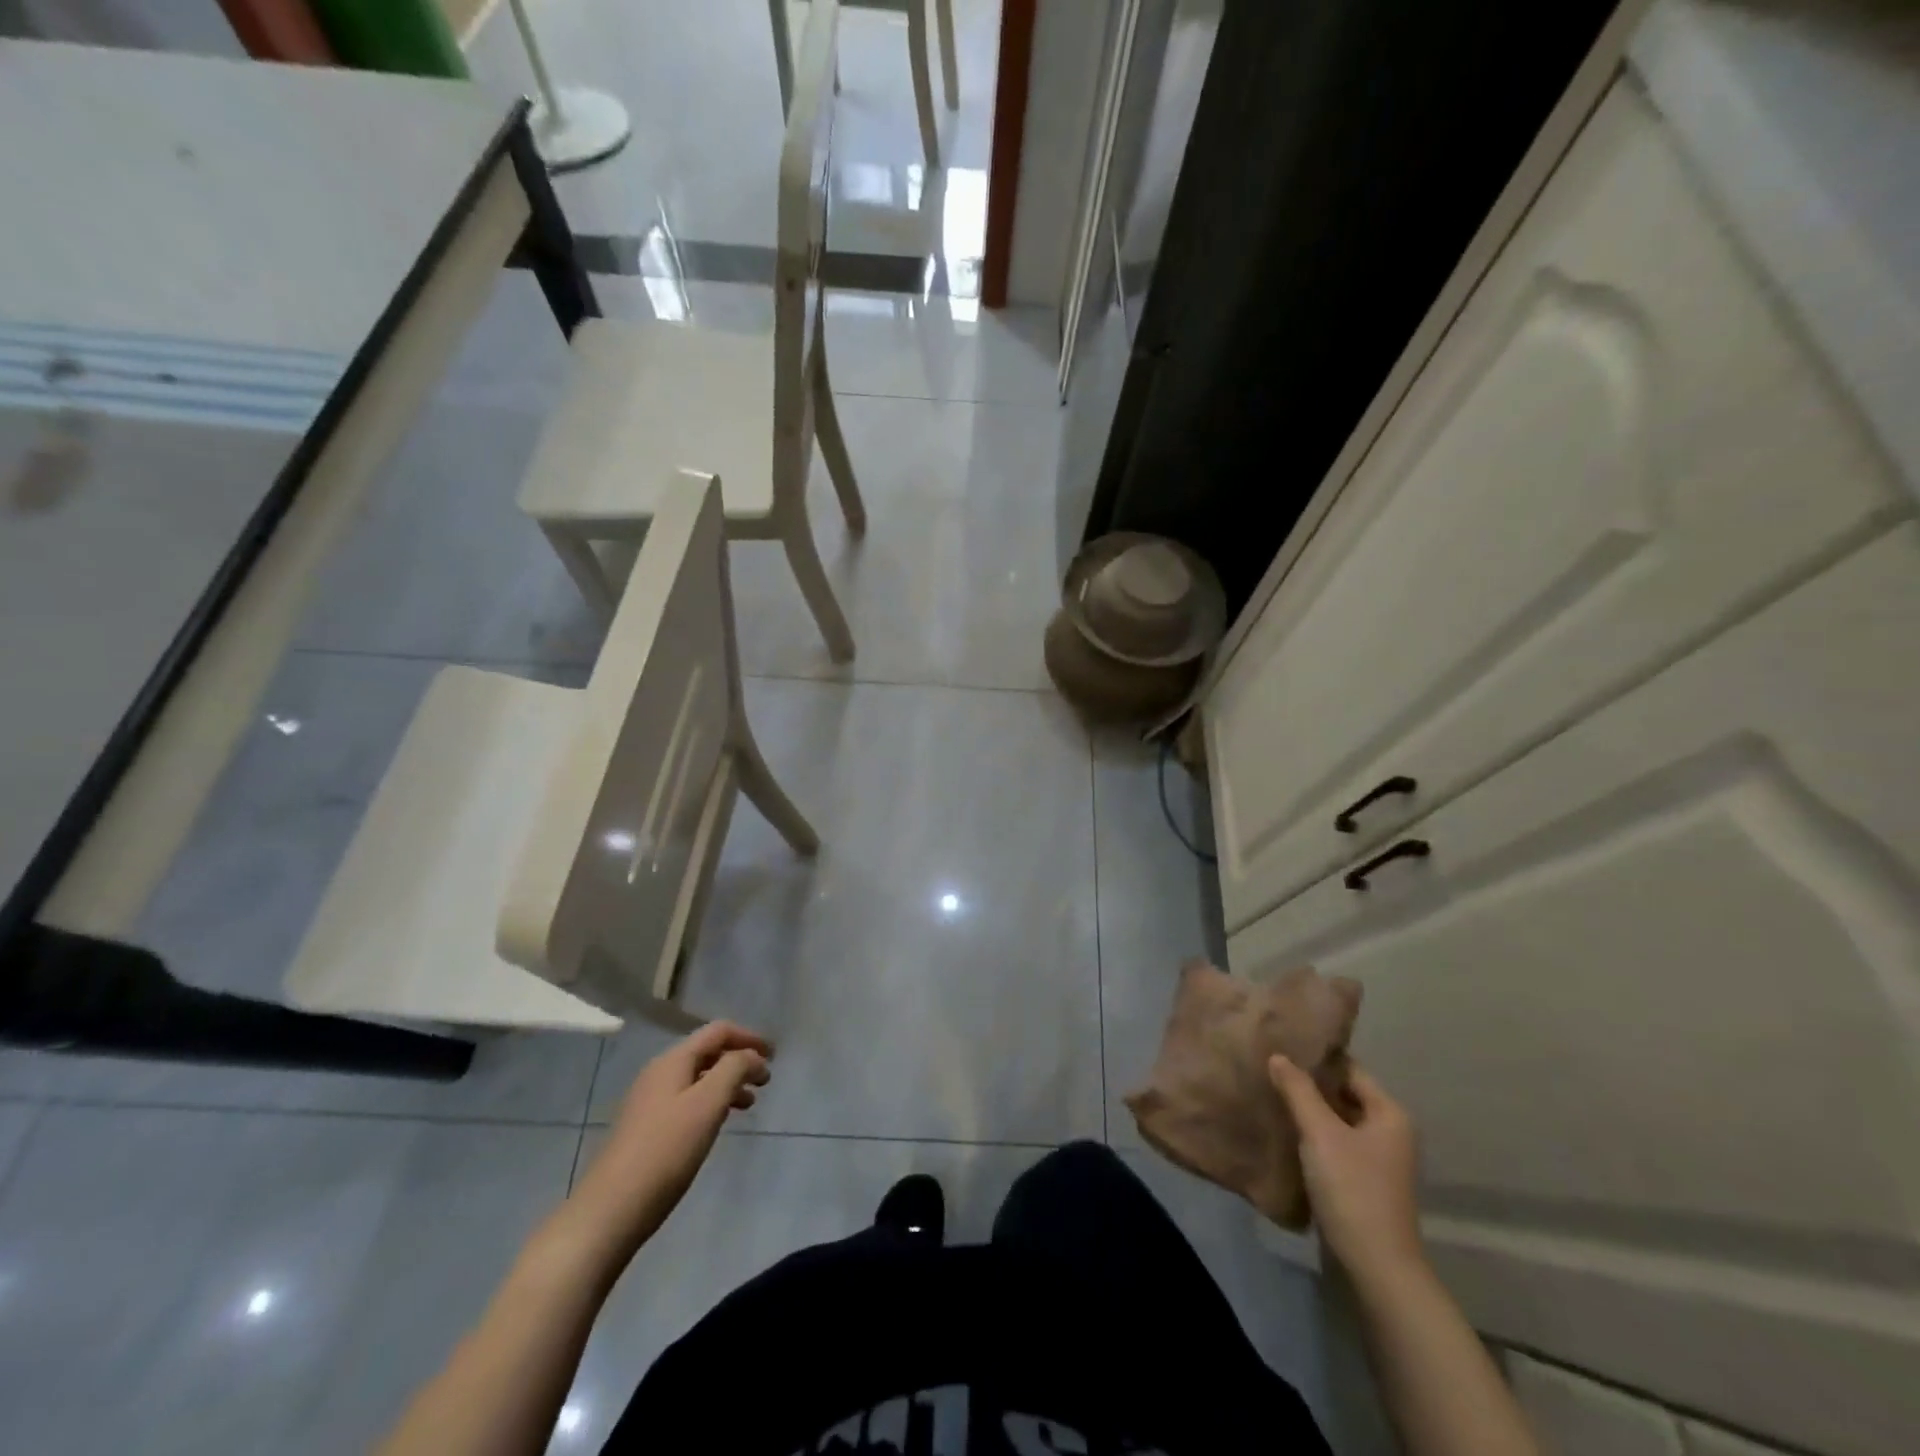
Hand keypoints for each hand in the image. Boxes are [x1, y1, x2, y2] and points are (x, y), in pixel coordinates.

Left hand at [565, 1021, 772, 1260]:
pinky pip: (688, 1100)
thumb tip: (752, 1057)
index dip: (749, 1037)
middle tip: (765, 1082)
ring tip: (749, 1104)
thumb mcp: (708, 1103)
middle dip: (740, 1060)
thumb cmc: (666, 1151)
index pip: (718, 1031)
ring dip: (728, 1083)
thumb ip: (734, 1069)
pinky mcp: (646, 1128)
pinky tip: (719, 1123)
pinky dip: (711, 1102)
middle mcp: (660, 1073)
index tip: (774, 1056)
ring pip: (699, 1078)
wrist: (611, 1210)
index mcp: (673, 1060)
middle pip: (707, 1052)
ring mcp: (650, 1101)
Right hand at [1269, 1054, 1424, 1285]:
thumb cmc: (1352, 1189)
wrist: (1376, 1267)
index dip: (1317, 1058)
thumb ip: (1298, 1090)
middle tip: (1269, 1068)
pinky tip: (1284, 1132)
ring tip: (1270, 1095)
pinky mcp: (1362, 1183)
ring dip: (1308, 1111)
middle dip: (1309, 1084)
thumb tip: (1278, 1056)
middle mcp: (1389, 1133)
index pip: (1350, 1069)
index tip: (1281, 1045)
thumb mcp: (1320, 1133)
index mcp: (1389, 1114)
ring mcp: (1377, 1161)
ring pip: (1337, 1121)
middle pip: (1343, 1095)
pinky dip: (1312, 1137)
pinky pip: (1334, 1146)